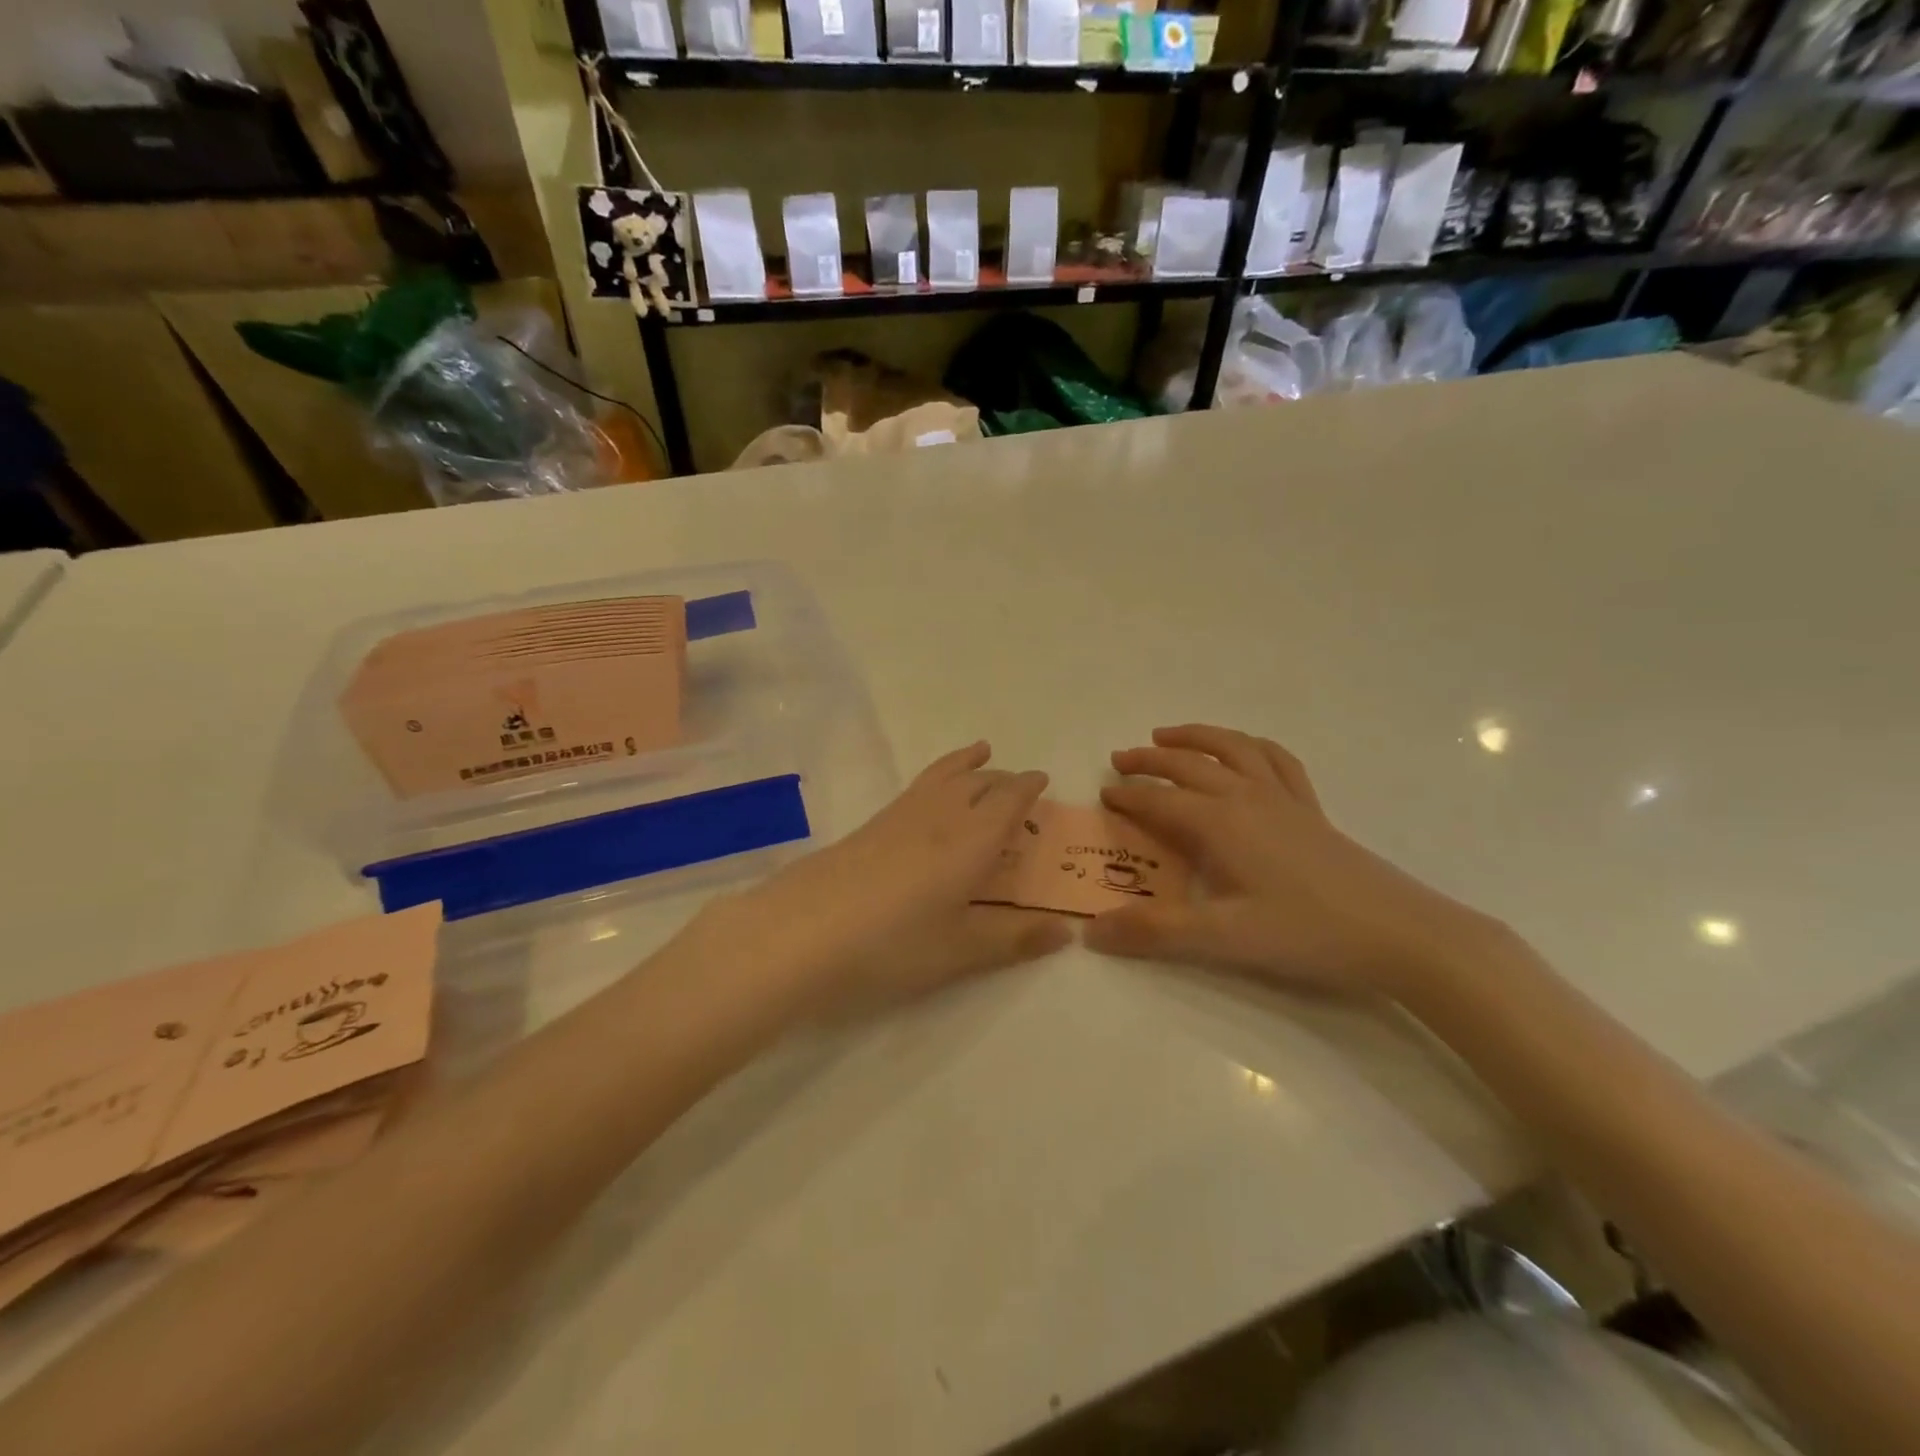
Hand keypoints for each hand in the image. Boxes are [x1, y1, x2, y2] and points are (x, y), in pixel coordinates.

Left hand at [684, 742, 1070, 1020]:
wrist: (801, 931)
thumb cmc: (892, 944)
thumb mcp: (960, 950)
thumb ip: (1013, 938)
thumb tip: (1067, 931)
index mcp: (972, 841)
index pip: (1009, 800)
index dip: (1028, 788)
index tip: (1043, 780)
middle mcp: (940, 816)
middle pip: (979, 783)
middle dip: (1003, 779)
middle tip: (1018, 783)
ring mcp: (900, 816)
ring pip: (945, 775)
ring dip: (968, 764)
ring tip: (980, 752)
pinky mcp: (870, 825)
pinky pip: (918, 785)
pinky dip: (938, 775)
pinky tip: (930, 794)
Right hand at [1085, 725, 1501, 998]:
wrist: (1399, 933)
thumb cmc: (1307, 933)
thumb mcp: (1224, 938)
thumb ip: (1155, 931)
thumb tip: (1092, 931)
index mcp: (1220, 823)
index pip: (1160, 801)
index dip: (1128, 797)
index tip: (1102, 794)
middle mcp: (1246, 797)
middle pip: (1188, 765)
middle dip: (1149, 760)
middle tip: (1120, 759)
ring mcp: (1283, 798)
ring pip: (1231, 749)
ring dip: (1195, 737)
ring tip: (1168, 735)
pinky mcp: (1311, 808)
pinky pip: (1276, 760)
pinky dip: (1250, 746)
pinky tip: (1244, 750)